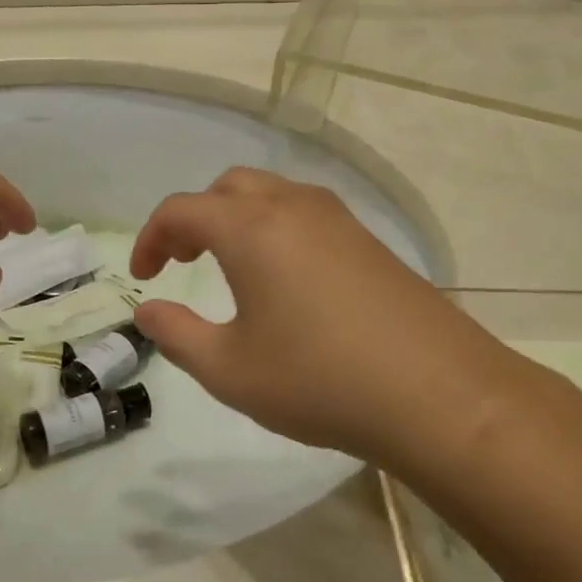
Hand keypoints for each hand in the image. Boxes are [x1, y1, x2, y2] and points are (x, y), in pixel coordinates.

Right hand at [129, 169, 549, 463]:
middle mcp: (292, 206)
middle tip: (183, 262)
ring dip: (237, 218)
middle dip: (195, 218)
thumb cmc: (319, 380)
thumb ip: (177, 335)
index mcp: (250, 228)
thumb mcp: (230, 370)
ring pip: (270, 194)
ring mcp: (337, 218)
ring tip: (231, 267)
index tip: (143, 276)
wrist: (437, 393)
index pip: (181, 210)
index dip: (151, 238)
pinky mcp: (368, 239)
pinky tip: (286, 278)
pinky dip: (275, 227)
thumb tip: (147, 309)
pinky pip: (305, 213)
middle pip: (227, 188)